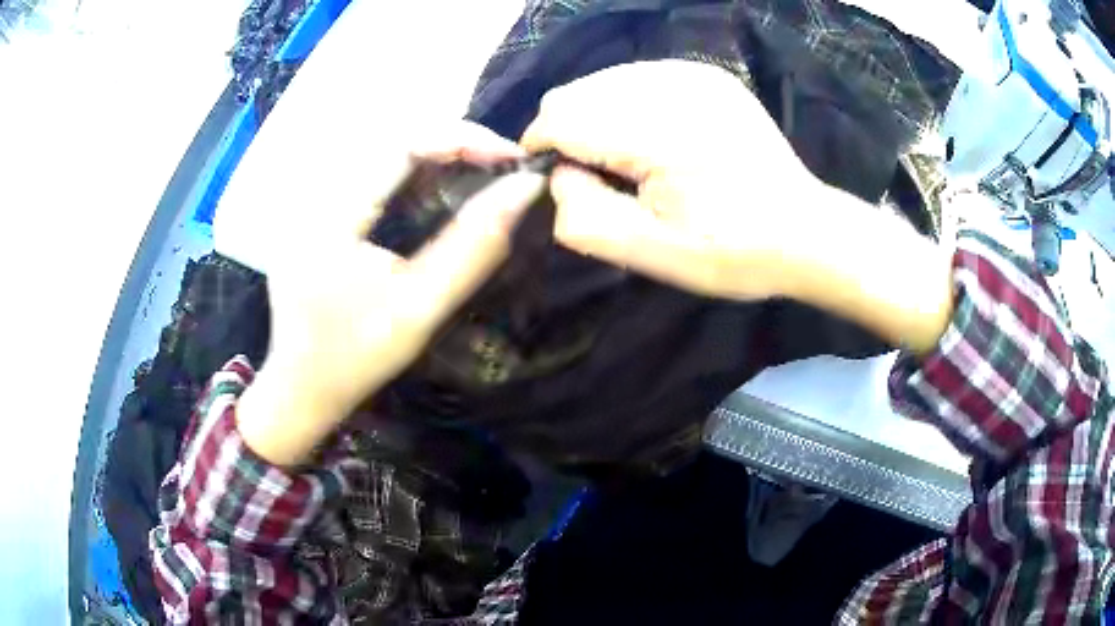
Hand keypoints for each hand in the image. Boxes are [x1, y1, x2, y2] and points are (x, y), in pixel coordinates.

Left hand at [237, 122, 544, 465]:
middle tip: (502, 164)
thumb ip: (474, 247)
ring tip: (481, 172)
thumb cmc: (356, 359)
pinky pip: (371, 177)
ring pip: (382, 155)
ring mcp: (313, 205)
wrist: (301, 391)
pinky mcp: (318, 217)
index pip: (403, 143)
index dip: (463, 137)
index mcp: (332, 214)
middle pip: (393, 141)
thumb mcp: (420, 308)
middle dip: (454, 144)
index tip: (512, 157)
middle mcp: (317, 195)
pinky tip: (439, 192)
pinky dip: (413, 176)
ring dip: (436, 157)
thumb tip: (524, 189)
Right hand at [521, 60, 821, 299]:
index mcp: (657, 131)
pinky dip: (629, 105)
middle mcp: (670, 85)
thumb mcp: (651, 254)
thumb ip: (584, 215)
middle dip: (569, 132)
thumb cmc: (732, 252)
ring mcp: (693, 74)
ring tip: (632, 158)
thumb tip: (560, 173)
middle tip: (602, 176)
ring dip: (598, 117)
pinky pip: (638, 77)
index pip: (557, 118)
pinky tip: (657, 138)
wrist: (805, 231)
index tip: (562, 182)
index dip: (544, 150)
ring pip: (602, 81)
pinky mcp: (708, 75)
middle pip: (573, 93)